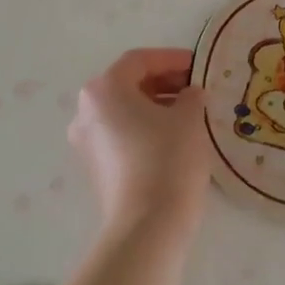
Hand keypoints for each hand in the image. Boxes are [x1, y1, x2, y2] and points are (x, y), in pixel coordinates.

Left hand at [68, 48, 210, 235]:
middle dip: (164, 82)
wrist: (147, 225)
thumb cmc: (167, 158)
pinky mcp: (95, 168)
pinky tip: (173, 139)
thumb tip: (190, 95)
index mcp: (104, 90)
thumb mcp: (189, 118)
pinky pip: (121, 135)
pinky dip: (145, 128)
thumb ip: (191, 95)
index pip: (139, 61)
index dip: (172, 59)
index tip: (198, 66)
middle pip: (128, 84)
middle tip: (196, 89)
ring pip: (124, 111)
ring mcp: (86, 142)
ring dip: (156, 106)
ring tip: (190, 114)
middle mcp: (86, 111)